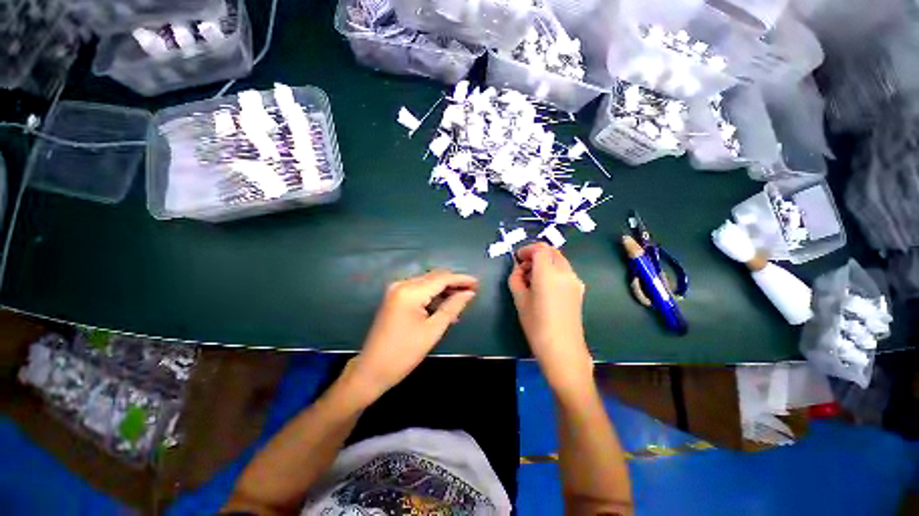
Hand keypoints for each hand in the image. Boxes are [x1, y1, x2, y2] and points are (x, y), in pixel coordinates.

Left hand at [351, 270, 477, 397]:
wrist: (372, 369)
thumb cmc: (404, 353)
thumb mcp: (433, 330)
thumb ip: (452, 307)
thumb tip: (469, 293)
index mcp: (411, 291)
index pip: (441, 279)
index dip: (461, 279)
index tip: (478, 282)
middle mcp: (402, 284)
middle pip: (434, 277)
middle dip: (454, 282)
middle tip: (472, 290)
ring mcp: (396, 289)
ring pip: (427, 282)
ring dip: (444, 289)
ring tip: (462, 298)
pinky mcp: (395, 297)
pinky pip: (419, 290)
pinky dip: (433, 295)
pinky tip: (445, 304)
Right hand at [509, 243, 593, 394]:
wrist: (563, 349)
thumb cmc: (537, 325)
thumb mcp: (519, 300)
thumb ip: (516, 279)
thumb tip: (518, 270)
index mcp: (548, 273)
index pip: (540, 249)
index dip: (527, 250)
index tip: (518, 259)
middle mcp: (565, 272)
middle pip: (551, 251)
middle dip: (536, 254)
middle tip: (523, 268)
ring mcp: (575, 280)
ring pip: (559, 260)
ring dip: (545, 262)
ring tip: (532, 278)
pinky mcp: (579, 289)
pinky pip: (565, 271)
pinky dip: (553, 270)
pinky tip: (544, 286)